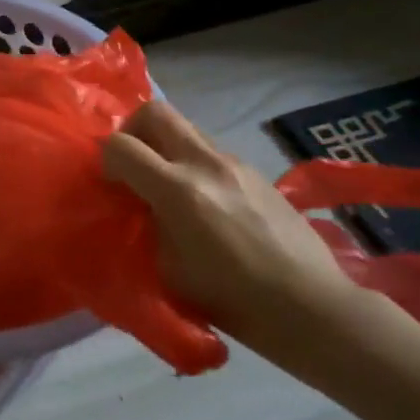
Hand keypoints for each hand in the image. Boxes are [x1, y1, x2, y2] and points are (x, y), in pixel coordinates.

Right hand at [103, 103, 359, 359]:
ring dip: (167, 148)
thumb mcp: (169, 268)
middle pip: (155, 112)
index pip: (121, 145)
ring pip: (186, 128)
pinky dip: (195, 165)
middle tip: (135, 165)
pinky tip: (208, 205)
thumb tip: (141, 204)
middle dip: (134, 131)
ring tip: (172, 188)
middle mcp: (206, 163)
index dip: (106, 160)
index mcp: (179, 190)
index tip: (113, 185)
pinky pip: (211, 152)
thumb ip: (148, 224)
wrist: (312, 307)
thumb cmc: (234, 301)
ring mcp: (235, 163)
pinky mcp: (256, 172)